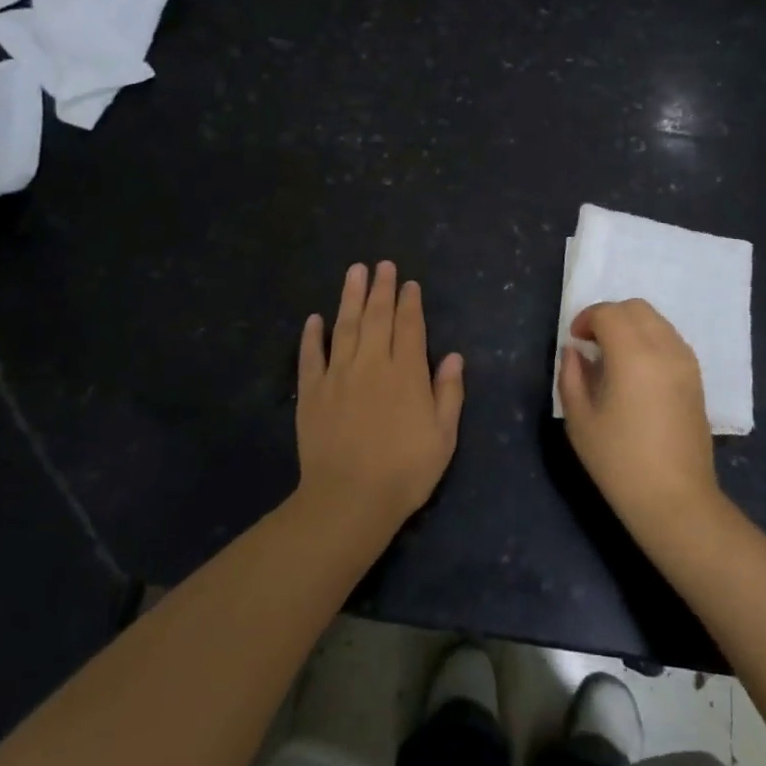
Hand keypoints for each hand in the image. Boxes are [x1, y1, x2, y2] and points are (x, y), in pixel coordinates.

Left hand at [296, 261, 464, 536]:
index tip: (408, 283)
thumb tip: (454, 356)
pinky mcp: (311, 393)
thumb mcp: (443, 437)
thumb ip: (449, 392)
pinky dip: (312, 336)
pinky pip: (311, 356)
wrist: (349, 500)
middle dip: (381, 289)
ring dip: (350, 297)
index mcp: (406, 373)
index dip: (409, 302)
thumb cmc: (404, 471)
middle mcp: (372, 364)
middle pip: (377, 317)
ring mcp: (338, 376)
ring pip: (345, 326)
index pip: (409, 327)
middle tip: (382, 265)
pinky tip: (314, 319)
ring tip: (354, 271)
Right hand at [557, 299, 720, 546]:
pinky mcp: (697, 378)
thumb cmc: (620, 463)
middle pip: (636, 308)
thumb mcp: (580, 421)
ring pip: (657, 320)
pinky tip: (637, 370)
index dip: (586, 319)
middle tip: (591, 343)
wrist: (675, 500)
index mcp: (633, 355)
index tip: (575, 341)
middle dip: (609, 316)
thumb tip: (574, 351)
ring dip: (631, 326)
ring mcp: (685, 362)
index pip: (608, 313)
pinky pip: (671, 340)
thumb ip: (571, 376)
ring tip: (613, 356)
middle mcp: (664, 348)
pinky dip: (650, 339)